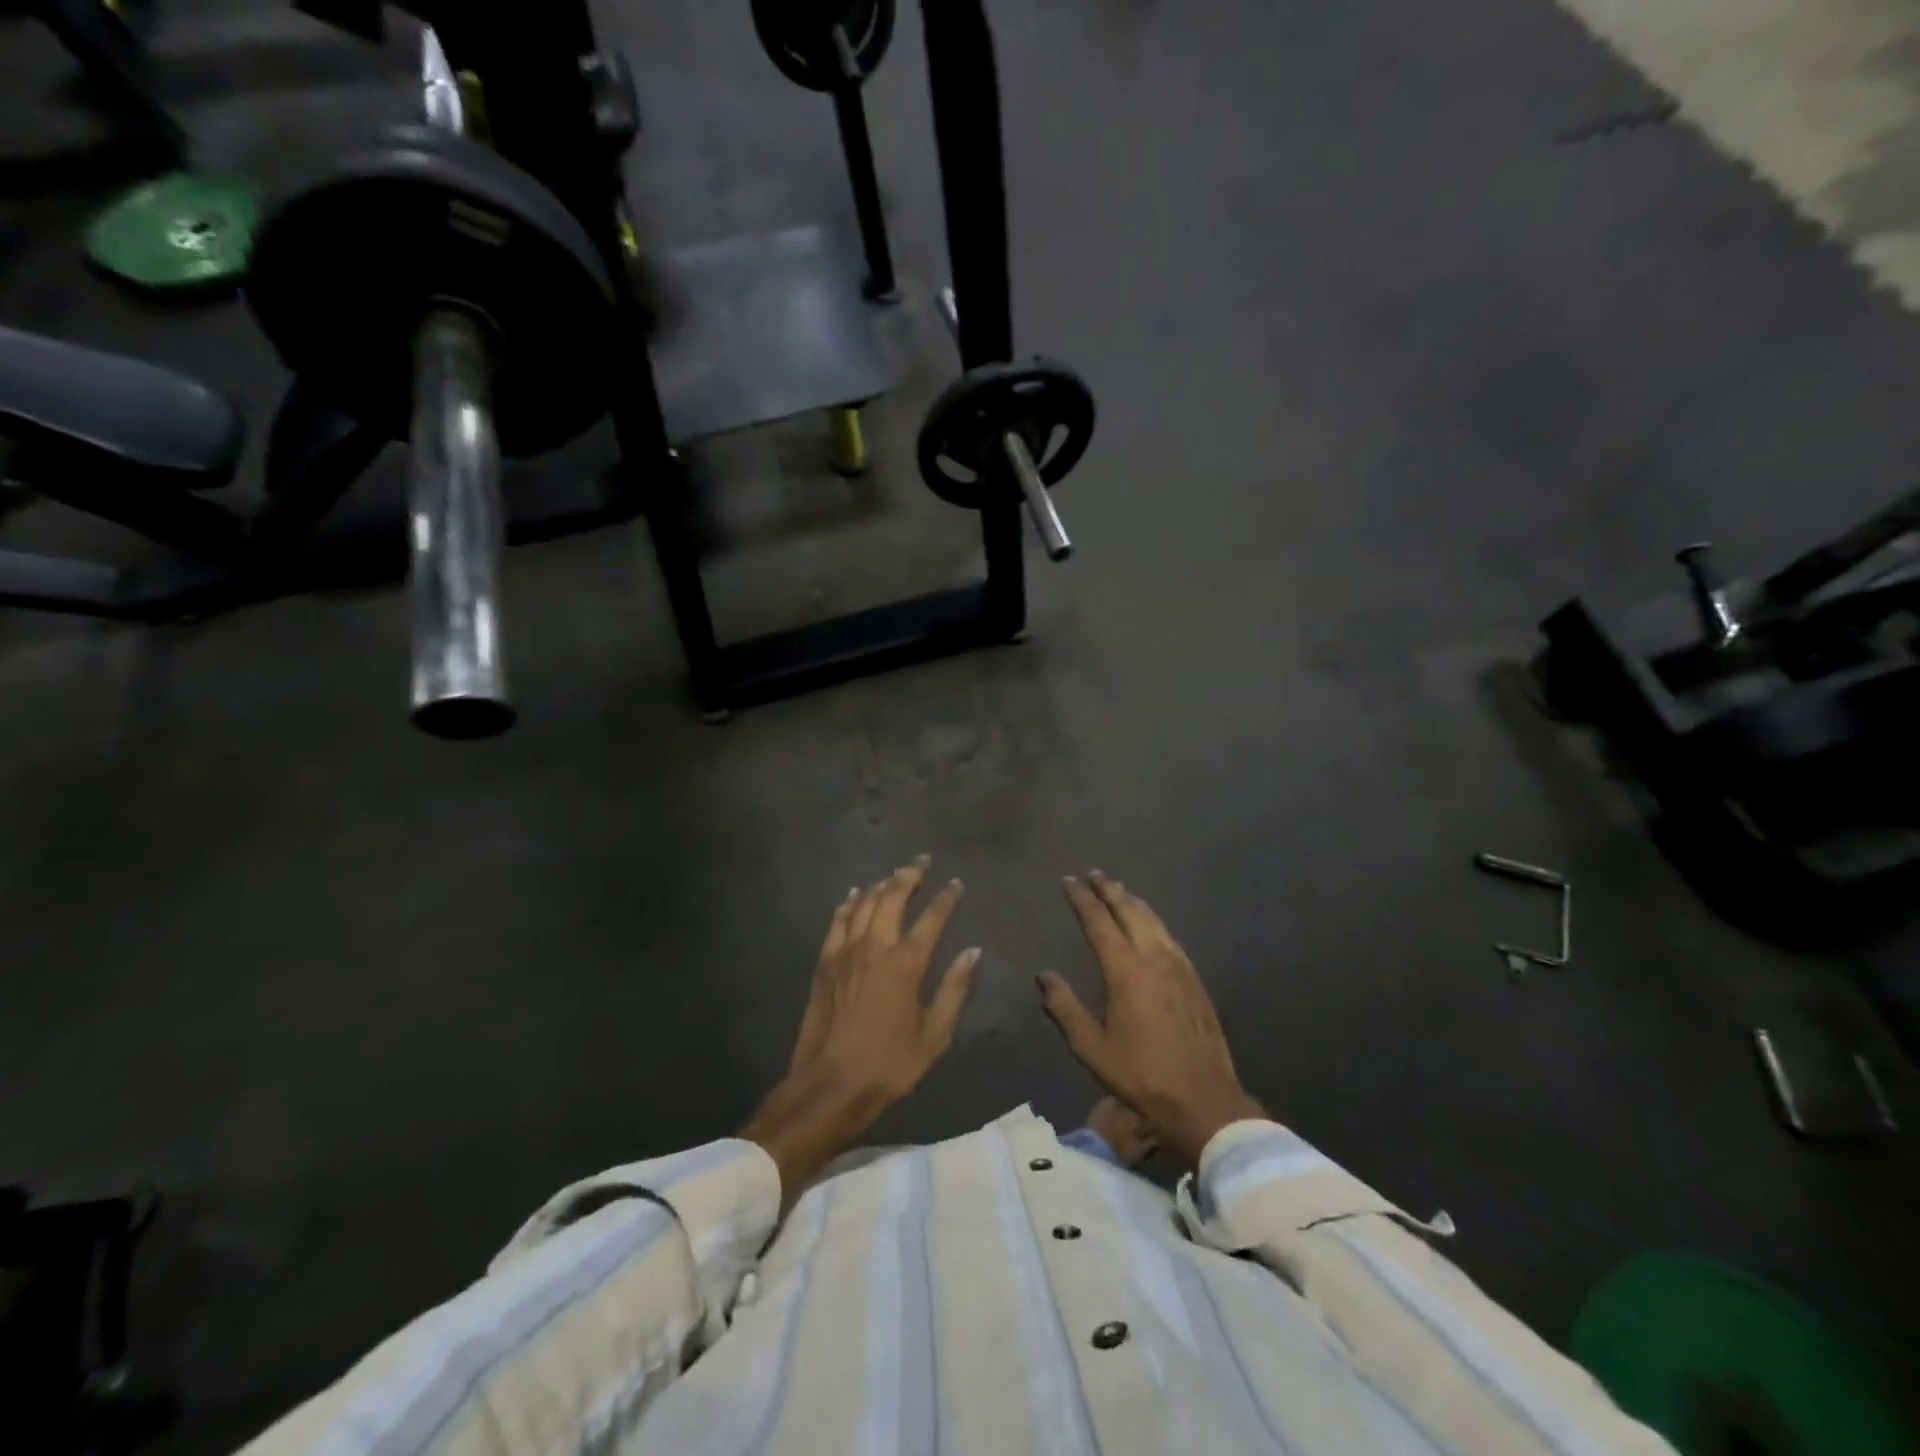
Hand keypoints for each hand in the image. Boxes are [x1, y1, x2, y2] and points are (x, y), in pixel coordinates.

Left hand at [743, 857, 980, 1197]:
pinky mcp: (825, 961)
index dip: (946, 899)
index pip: (931, 919)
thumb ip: (954, 989)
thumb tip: (973, 951)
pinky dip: (849, 903)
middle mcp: (875, 947)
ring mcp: (845, 951)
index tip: (956, 884)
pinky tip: (855, 894)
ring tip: (895, 874)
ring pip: (864, 903)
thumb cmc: (889, 1064)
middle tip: (922, 861)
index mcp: (905, 964)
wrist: (830, 1084)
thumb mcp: (934, 1034)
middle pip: (892, 897)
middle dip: (910, 875)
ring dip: (881, 884)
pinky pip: (838, 921)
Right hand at [1037, 871, 1263, 1167]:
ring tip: (1119, 889)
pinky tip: (1150, 924)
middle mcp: (1153, 957)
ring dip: (1132, 901)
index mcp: (1125, 970)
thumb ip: (1065, 1008)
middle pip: (1129, 911)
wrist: (1203, 1099)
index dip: (1082, 899)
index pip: (1099, 921)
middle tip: (1094, 873)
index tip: (1069, 881)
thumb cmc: (1141, 1075)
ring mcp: (1178, 966)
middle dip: (1109, 890)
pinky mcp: (1194, 979)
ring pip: (1153, 920)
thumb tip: (1044, 975)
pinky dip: (1153, 920)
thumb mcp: (1091, 1048)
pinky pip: (1169, 936)